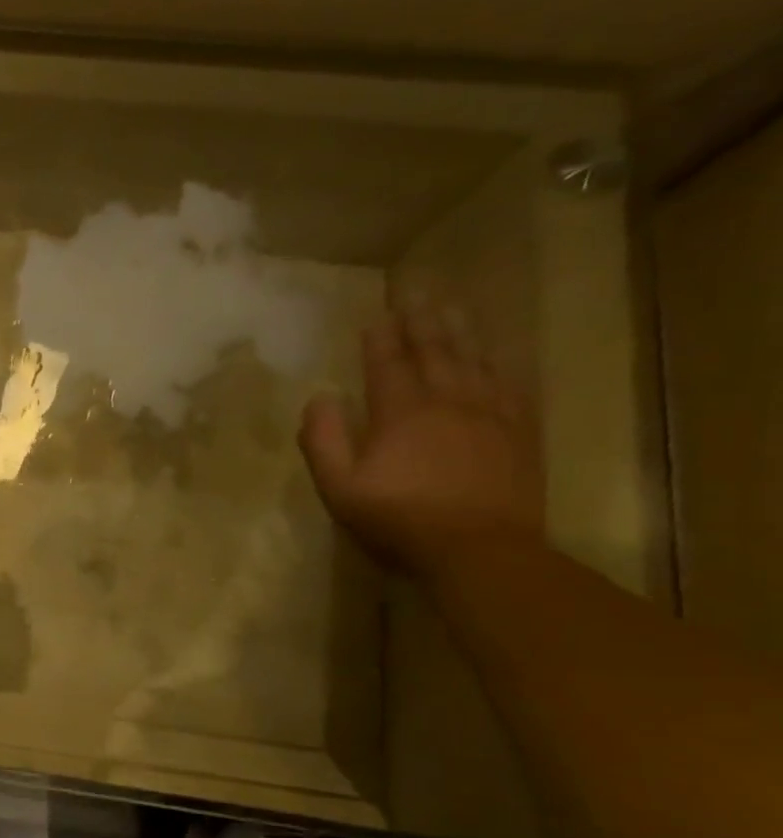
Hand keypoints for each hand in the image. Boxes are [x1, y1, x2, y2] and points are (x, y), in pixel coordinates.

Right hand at [299, 307, 545, 581]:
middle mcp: (448, 401)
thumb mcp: (340, 487)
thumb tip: (319, 398)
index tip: (375, 315)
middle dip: (421, 320)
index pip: (387, 365)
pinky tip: (499, 352)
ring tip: (453, 306)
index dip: (380, 339)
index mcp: (400, 413)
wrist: (478, 547)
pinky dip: (502, 361)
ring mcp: (490, 413)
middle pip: (435, 351)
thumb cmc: (397, 519)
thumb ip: (323, 441)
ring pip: (476, 359)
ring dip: (462, 330)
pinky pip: (513, 383)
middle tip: (416, 290)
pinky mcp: (520, 431)